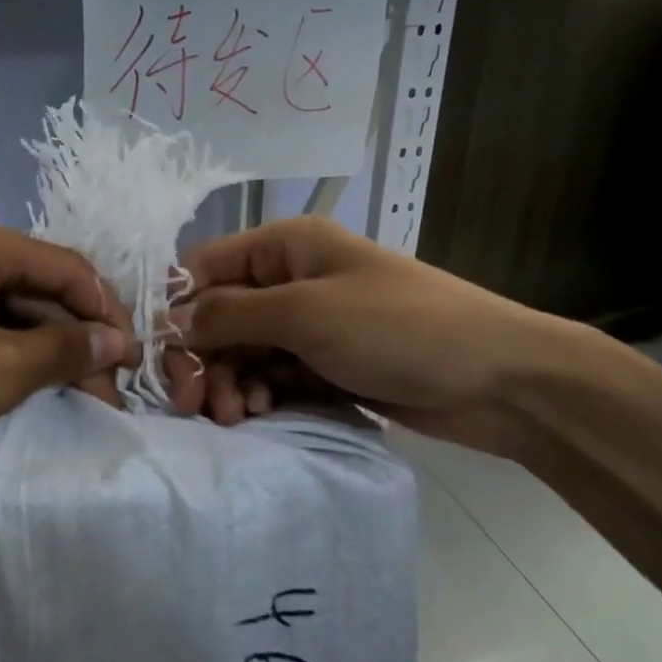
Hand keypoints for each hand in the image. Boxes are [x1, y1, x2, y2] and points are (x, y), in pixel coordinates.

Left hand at [0, 216, 135, 500]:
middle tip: (102, 390)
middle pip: (36, 283)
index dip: (108, 314)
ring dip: (39, 345)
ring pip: (3, 303)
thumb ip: (65, 350)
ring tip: (67, 392)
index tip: (132, 362)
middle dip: (74, 336)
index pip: (69, 268)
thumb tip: (116, 341)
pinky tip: (15, 380)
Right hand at [169, 216, 571, 454]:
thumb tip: (171, 319)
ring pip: (244, 351)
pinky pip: (273, 376)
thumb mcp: (307, 312)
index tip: (162, 354)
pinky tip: (261, 413)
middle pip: (222, 315)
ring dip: (231, 381)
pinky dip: (260, 394)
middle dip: (205, 357)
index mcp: (286, 247)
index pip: (207, 266)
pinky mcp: (326, 366)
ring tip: (237, 414)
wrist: (498, 380)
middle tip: (195, 404)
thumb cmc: (398, 327)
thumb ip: (231, 314)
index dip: (179, 306)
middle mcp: (292, 280)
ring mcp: (311, 326)